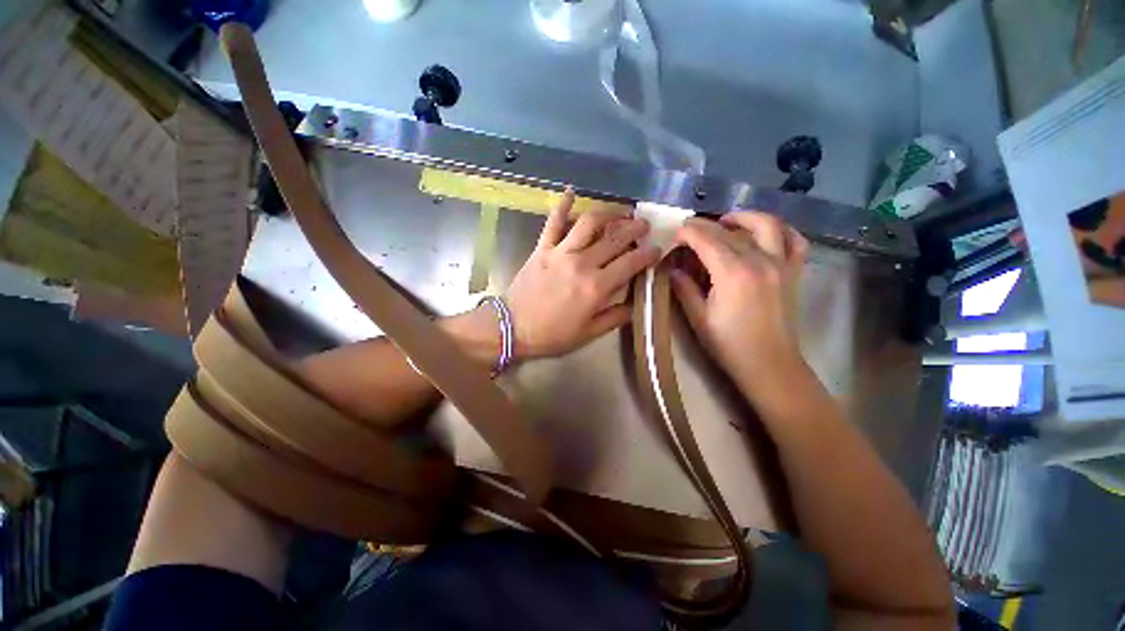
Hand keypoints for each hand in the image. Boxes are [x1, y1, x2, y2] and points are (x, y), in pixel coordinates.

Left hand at [505, 189, 660, 359]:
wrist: (512, 327)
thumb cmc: (552, 334)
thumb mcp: (589, 334)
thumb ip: (615, 317)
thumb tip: (635, 304)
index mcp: (596, 287)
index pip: (630, 263)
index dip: (647, 254)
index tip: (657, 249)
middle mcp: (582, 264)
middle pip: (615, 238)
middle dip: (634, 228)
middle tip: (644, 225)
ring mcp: (561, 252)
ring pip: (589, 223)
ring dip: (609, 213)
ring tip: (620, 212)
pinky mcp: (543, 248)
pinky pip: (554, 222)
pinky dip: (563, 205)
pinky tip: (571, 191)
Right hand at [670, 211, 809, 392]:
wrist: (769, 365)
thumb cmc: (729, 344)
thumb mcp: (698, 318)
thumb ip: (684, 288)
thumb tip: (672, 269)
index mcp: (733, 273)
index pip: (707, 240)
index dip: (688, 233)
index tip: (675, 235)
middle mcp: (760, 261)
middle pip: (730, 231)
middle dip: (705, 226)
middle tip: (689, 231)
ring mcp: (781, 264)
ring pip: (766, 224)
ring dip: (744, 217)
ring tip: (726, 222)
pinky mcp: (794, 272)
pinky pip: (794, 240)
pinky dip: (781, 230)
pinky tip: (765, 233)